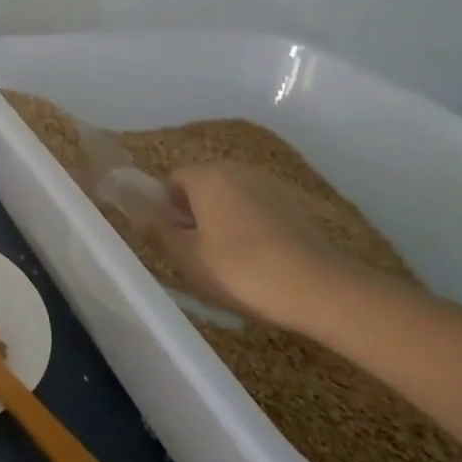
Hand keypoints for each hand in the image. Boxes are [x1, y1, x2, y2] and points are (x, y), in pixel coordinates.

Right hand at [154, 163, 392, 327]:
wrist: (321, 290)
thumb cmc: (241, 269)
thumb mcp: (187, 257)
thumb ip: (158, 233)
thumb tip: (140, 217)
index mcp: (208, 175)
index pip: (172, 181)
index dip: (165, 210)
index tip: (171, 241)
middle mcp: (239, 170)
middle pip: (203, 188)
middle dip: (194, 215)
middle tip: (194, 254)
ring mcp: (271, 187)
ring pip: (232, 200)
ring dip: (223, 222)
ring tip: (226, 263)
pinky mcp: (296, 207)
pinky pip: (258, 212)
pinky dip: (251, 230)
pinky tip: (257, 263)